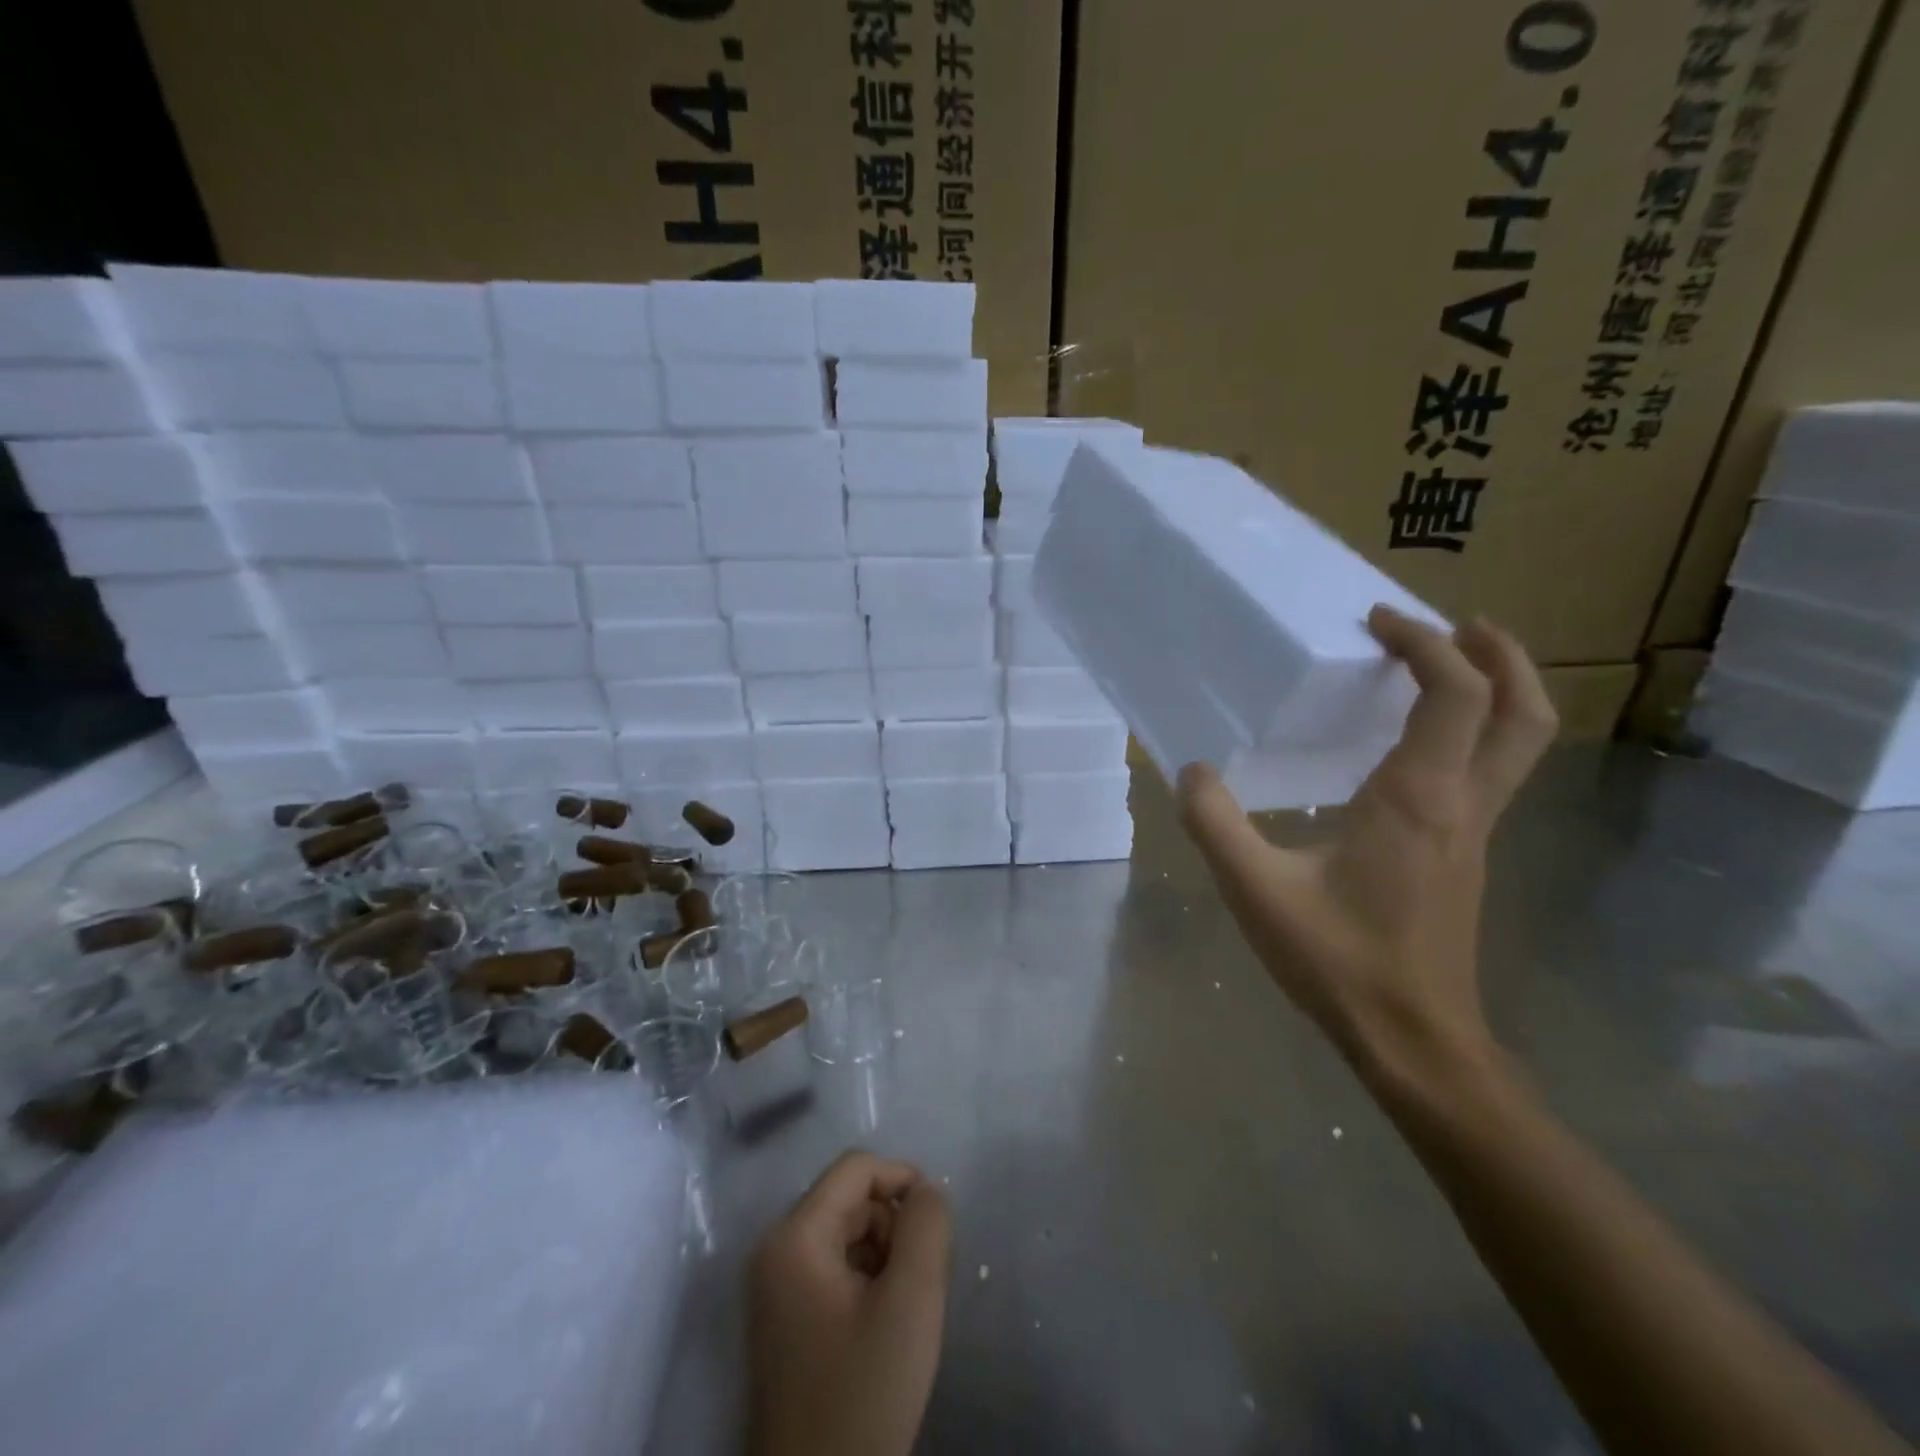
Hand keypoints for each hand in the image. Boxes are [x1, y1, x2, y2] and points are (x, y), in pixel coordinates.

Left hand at [749, 1150, 951, 1455]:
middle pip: (850, 1202)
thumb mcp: (911, 1302)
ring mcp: (775, 1289)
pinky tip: (884, 1329)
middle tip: (921, 1281)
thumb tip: (927, 1191)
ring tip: (905, 1310)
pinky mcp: (784, 1321)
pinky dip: (867, 1282)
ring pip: (846, 1236)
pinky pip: (834, 1271)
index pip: (856, 1169)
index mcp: (794, 1236)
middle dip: (894, 1226)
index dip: (902, 1179)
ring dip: (884, 1256)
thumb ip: (927, 1228)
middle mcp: (775, 1251)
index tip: (937, 1223)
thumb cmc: (862, 1395)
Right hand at [1177, 605, 1555, 1071]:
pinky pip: (1489, 773)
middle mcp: (1463, 805)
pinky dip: (1470, 734)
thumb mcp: (1255, 890)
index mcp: (1418, 798)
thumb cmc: (1339, 960)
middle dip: (1497, 655)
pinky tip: (1413, 749)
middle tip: (1454, 625)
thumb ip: (1215, 824)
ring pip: (1517, 745)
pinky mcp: (1466, 858)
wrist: (1414, 1041)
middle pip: (1521, 712)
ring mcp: (1474, 834)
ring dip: (1494, 692)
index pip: (1453, 694)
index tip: (1377, 621)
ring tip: (1443, 668)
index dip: (1425, 643)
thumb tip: (1190, 771)